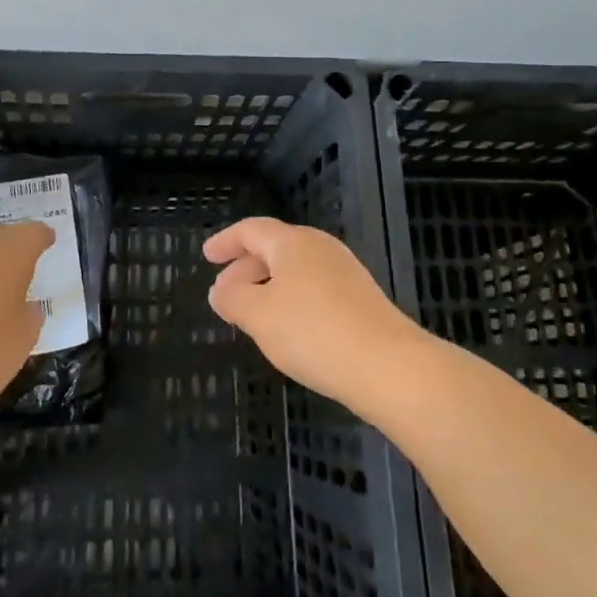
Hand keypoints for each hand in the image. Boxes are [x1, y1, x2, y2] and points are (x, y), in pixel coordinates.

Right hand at [204, 217, 426, 416]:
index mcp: (292, 243)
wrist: (388, 365)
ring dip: (267, 287)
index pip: (251, 230)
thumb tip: (220, 290)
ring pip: (295, 270)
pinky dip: (291, 300)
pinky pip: (314, 288)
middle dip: (245, 269)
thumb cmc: (313, 332)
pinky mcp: (360, 298)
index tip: (207, 257)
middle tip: (224, 294)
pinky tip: (288, 330)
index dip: (225, 242)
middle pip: (274, 248)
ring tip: (251, 315)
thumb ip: (232, 298)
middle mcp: (320, 248)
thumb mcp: (258, 316)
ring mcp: (344, 272)